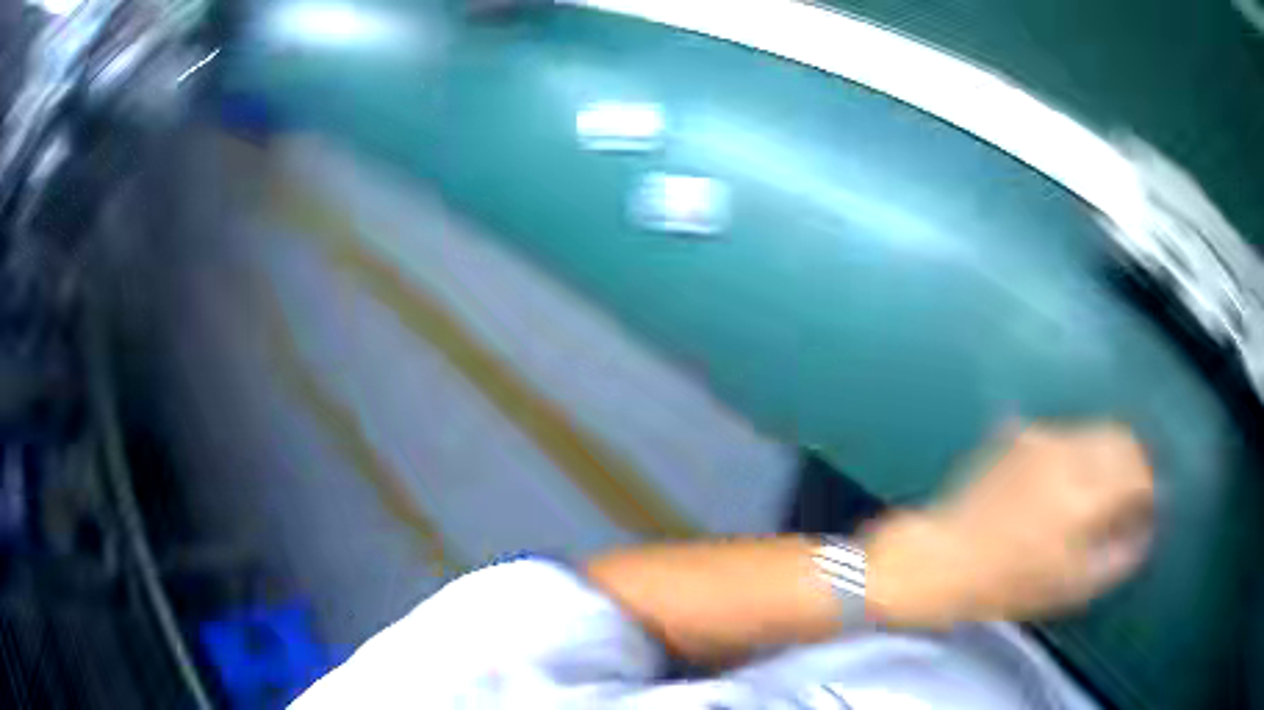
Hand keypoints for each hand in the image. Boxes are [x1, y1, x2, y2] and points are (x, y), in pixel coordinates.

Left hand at [867, 424, 1154, 626]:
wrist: (940, 560)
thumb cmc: (1005, 585)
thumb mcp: (1071, 587)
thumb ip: (1119, 556)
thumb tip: (1143, 532)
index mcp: (1087, 493)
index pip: (1140, 472)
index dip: (1149, 492)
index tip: (1145, 511)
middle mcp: (1070, 453)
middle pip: (1123, 439)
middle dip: (1135, 465)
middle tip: (1129, 498)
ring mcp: (1042, 438)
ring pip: (1096, 431)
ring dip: (1109, 455)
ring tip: (1099, 491)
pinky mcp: (1020, 435)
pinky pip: (1066, 434)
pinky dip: (1080, 452)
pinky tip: (1067, 482)